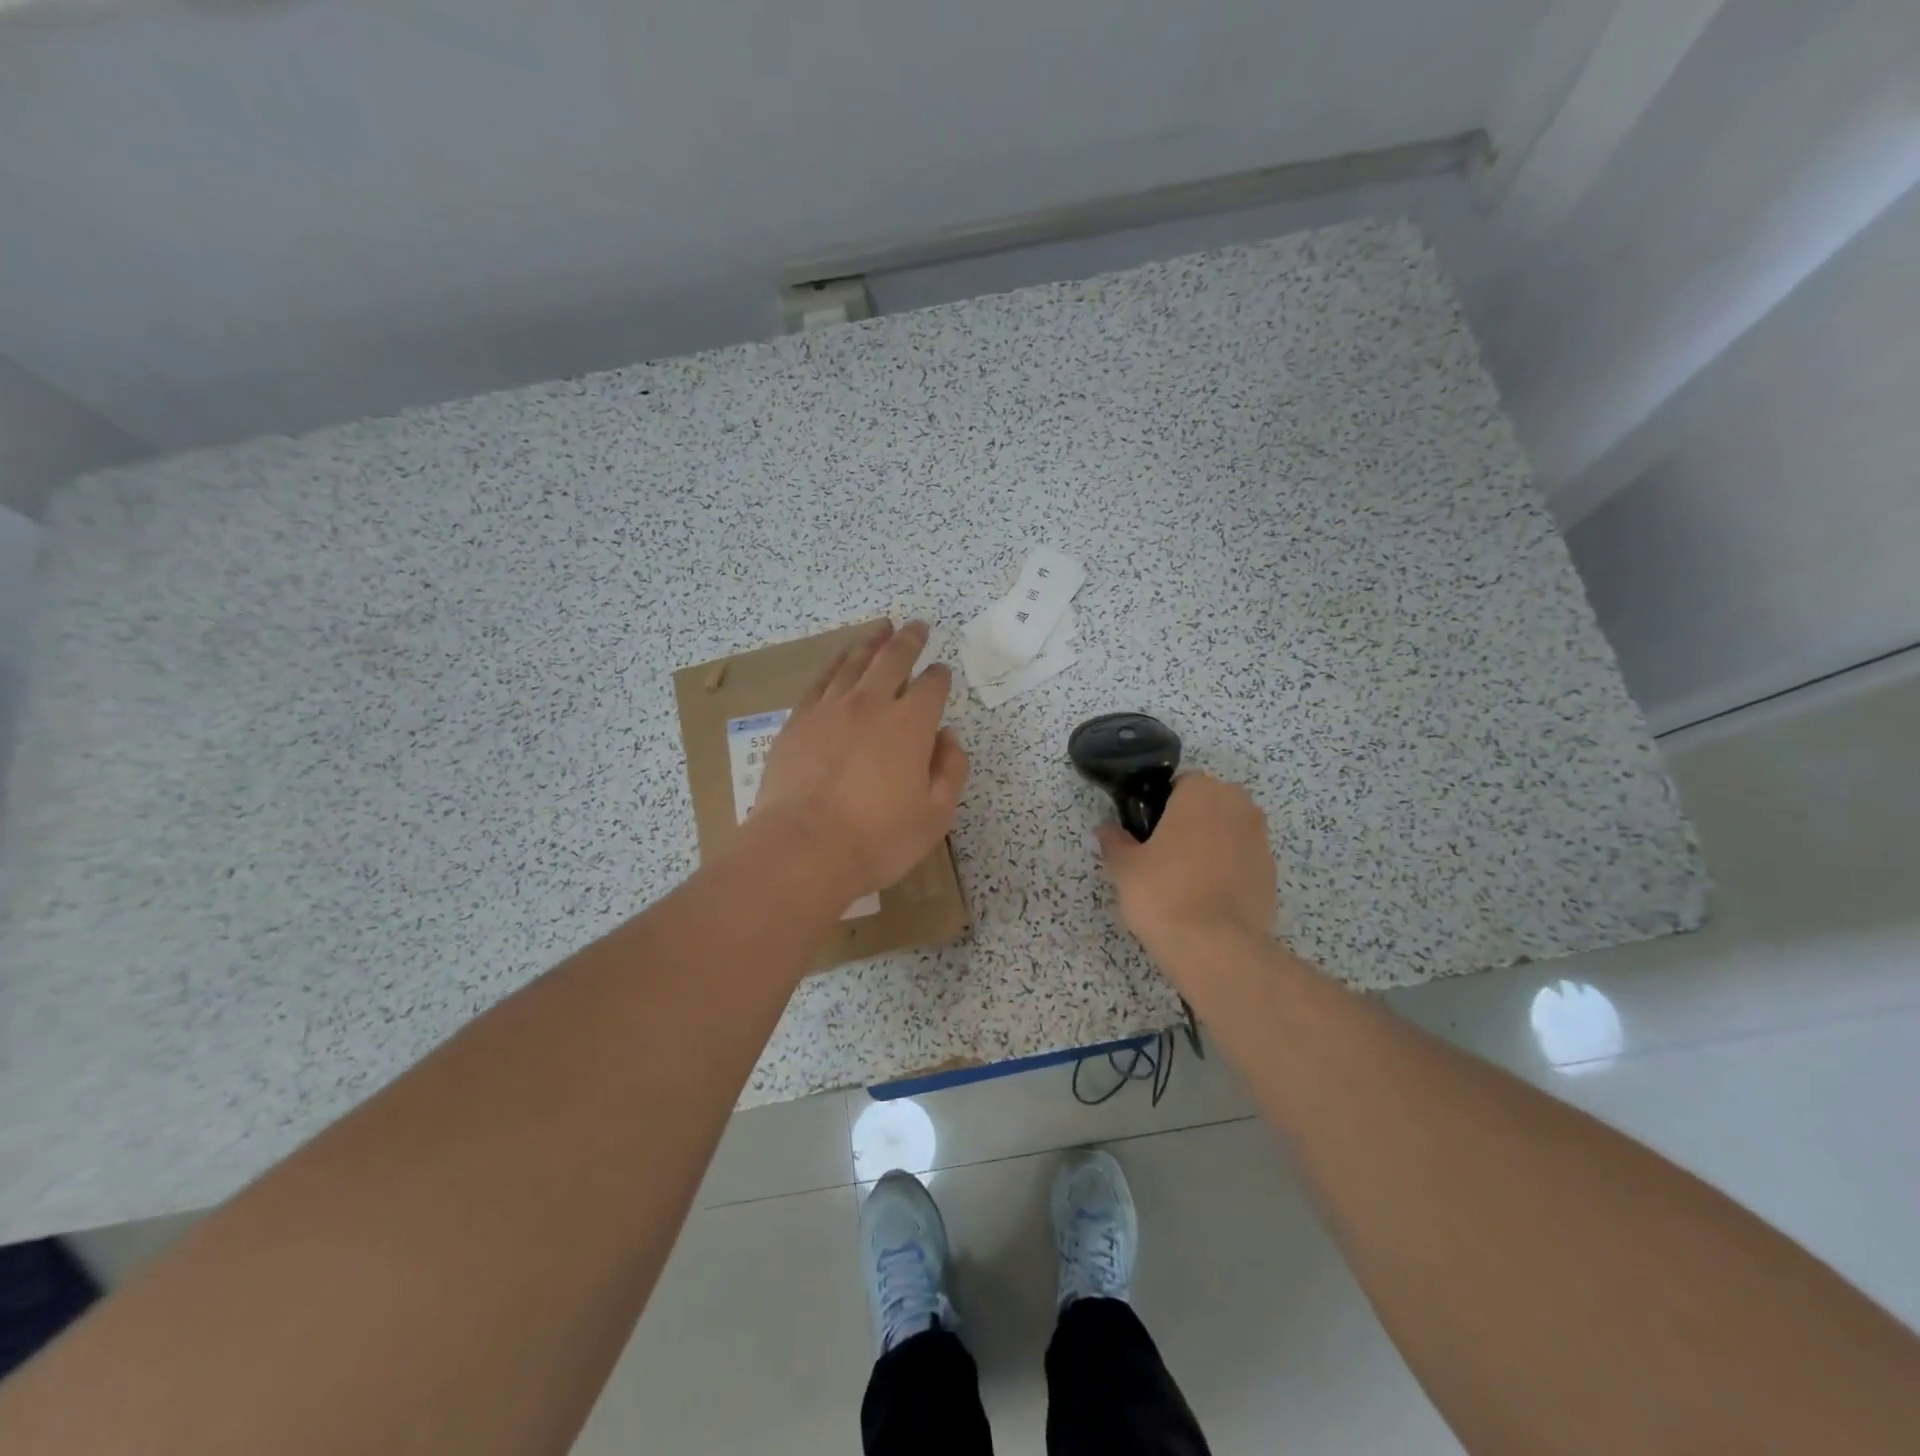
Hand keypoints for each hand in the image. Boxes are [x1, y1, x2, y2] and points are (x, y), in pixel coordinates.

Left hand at [752, 620, 968, 898]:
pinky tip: (839, 659)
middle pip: (893, 659)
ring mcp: (830, 709)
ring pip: (854, 662)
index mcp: (911, 725)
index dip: (940, 676)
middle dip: (909, 640)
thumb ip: (951, 770)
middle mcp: (871, 705)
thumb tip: (948, 736)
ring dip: (872, 642)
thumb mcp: (936, 816)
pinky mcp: (798, 721)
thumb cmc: (878, 839)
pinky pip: (820, 680)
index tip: (942, 672)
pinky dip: (834, 663)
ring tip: (881, 628)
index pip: (932, 686)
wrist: (803, 849)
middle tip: (917, 627)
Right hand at [1095, 773, 1276, 963]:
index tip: (1147, 832)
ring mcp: (1261, 839)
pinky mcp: (1272, 872)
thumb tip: (1107, 829)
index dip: (1161, 806)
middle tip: (1164, 854)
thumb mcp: (1124, 866)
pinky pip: (1243, 859)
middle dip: (1191, 821)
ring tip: (1186, 878)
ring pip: (1229, 830)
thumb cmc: (1163, 892)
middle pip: (1209, 803)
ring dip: (1212, 844)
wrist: (1216, 948)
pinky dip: (1228, 869)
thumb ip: (1114, 841)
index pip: (1180, 783)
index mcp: (1201, 792)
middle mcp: (1238, 805)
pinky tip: (1208, 896)